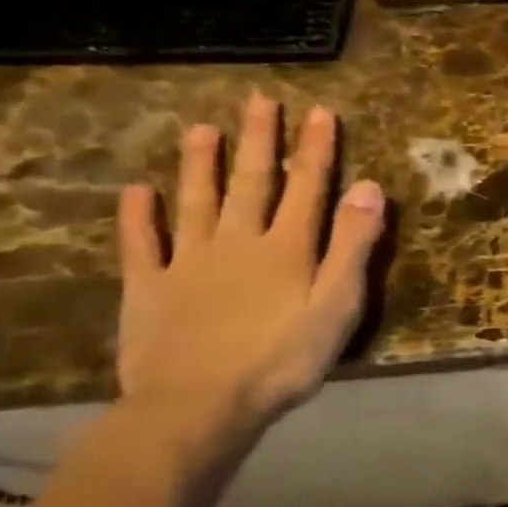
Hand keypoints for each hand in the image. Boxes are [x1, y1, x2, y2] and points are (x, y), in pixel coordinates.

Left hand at [116, 94, 385, 463]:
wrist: (198, 406)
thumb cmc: (284, 358)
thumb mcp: (338, 303)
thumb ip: (353, 244)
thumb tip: (369, 187)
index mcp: (288, 247)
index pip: (308, 187)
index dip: (316, 148)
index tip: (320, 111)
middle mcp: (239, 242)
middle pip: (252, 182)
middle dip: (259, 140)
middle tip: (259, 100)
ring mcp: (188, 262)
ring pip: (197, 202)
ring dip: (200, 164)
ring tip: (202, 129)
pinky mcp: (149, 288)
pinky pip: (143, 244)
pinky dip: (139, 216)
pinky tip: (138, 192)